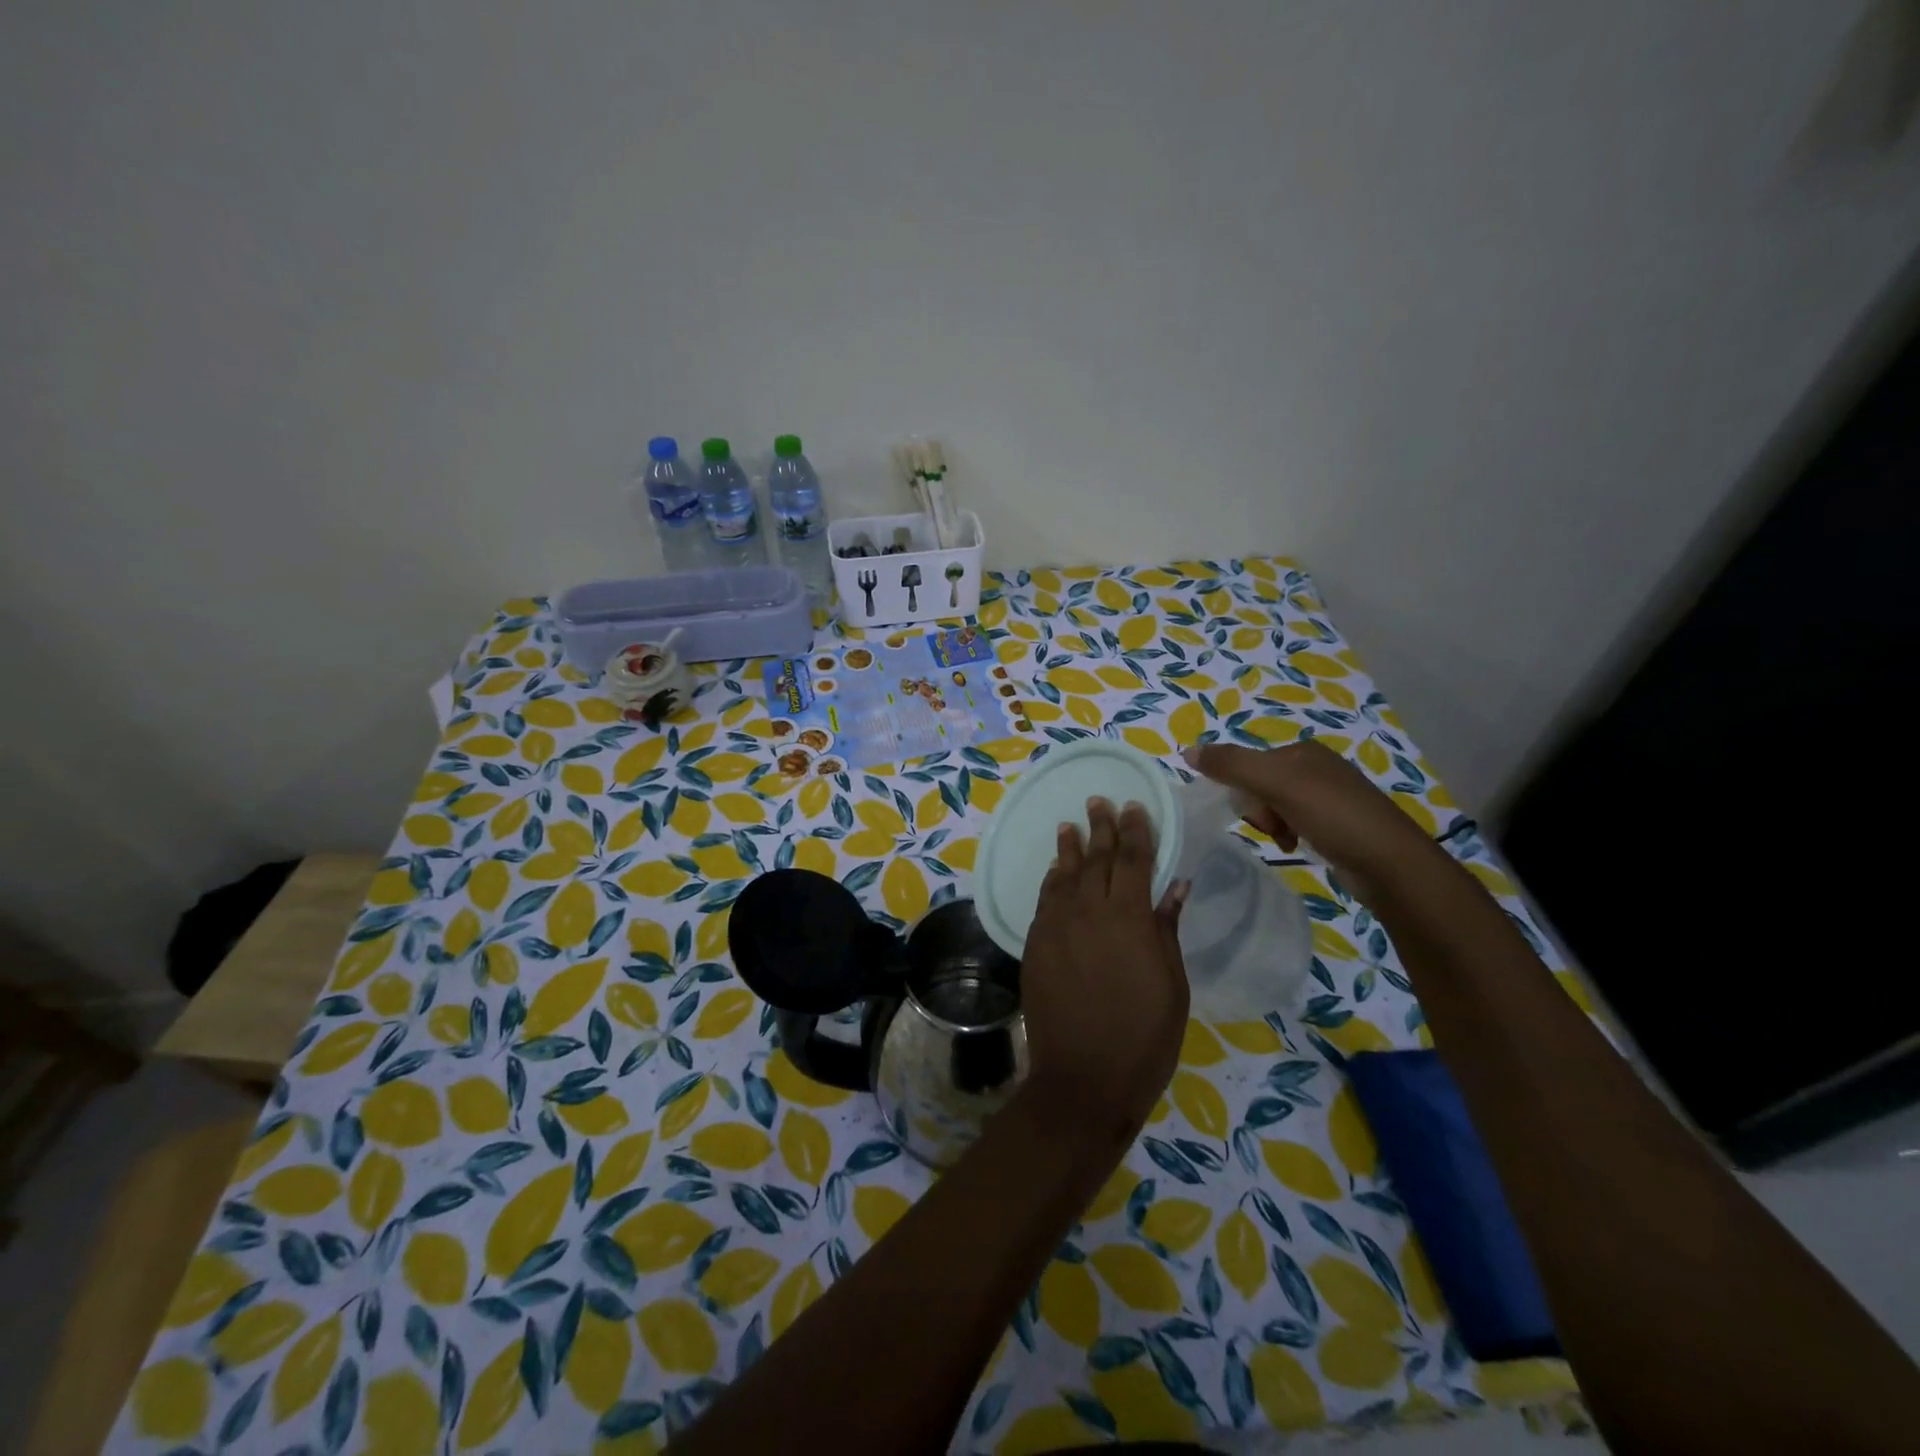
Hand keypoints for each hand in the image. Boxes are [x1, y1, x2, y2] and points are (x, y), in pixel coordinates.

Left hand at [1019, 798, 1188, 1142]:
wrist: (1084, 1077)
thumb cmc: (1145, 1037)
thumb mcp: (1172, 984)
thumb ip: (1166, 929)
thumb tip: (1174, 885)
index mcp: (1130, 919)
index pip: (1134, 860)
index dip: (1135, 831)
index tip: (1134, 806)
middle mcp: (1089, 912)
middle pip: (1096, 859)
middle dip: (1100, 827)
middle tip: (1099, 801)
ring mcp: (1057, 927)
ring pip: (1064, 875)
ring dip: (1069, 848)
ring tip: (1071, 824)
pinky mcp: (1035, 945)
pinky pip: (1044, 900)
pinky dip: (1051, 880)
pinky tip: (1055, 871)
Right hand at [1184, 740, 1439, 898]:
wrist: (1390, 863)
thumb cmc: (1332, 815)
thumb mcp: (1276, 784)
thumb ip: (1231, 765)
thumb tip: (1188, 751)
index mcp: (1303, 751)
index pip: (1250, 763)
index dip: (1242, 789)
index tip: (1253, 813)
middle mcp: (1317, 768)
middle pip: (1261, 784)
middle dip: (1259, 809)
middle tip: (1273, 828)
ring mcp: (1330, 797)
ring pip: (1276, 806)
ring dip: (1272, 825)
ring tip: (1286, 842)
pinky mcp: (1339, 824)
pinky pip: (1296, 823)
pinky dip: (1289, 835)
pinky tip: (1297, 848)